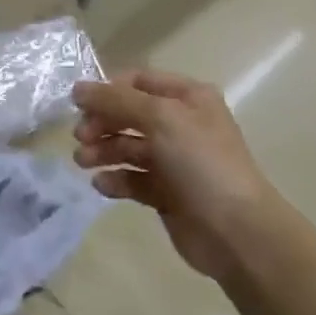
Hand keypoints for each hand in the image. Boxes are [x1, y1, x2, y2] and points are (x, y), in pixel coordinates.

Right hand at [73, 69, 296, 291]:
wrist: (238, 232)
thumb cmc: (201, 163)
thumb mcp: (160, 118)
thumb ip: (115, 100)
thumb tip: (77, 88)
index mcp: (187, 98)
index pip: (138, 82)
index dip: (108, 90)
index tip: (80, 105)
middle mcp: (181, 124)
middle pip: (128, 114)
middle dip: (102, 123)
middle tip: (80, 137)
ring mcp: (174, 160)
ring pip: (127, 147)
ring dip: (102, 151)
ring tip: (83, 162)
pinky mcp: (166, 193)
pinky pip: (132, 179)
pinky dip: (115, 179)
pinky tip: (103, 185)